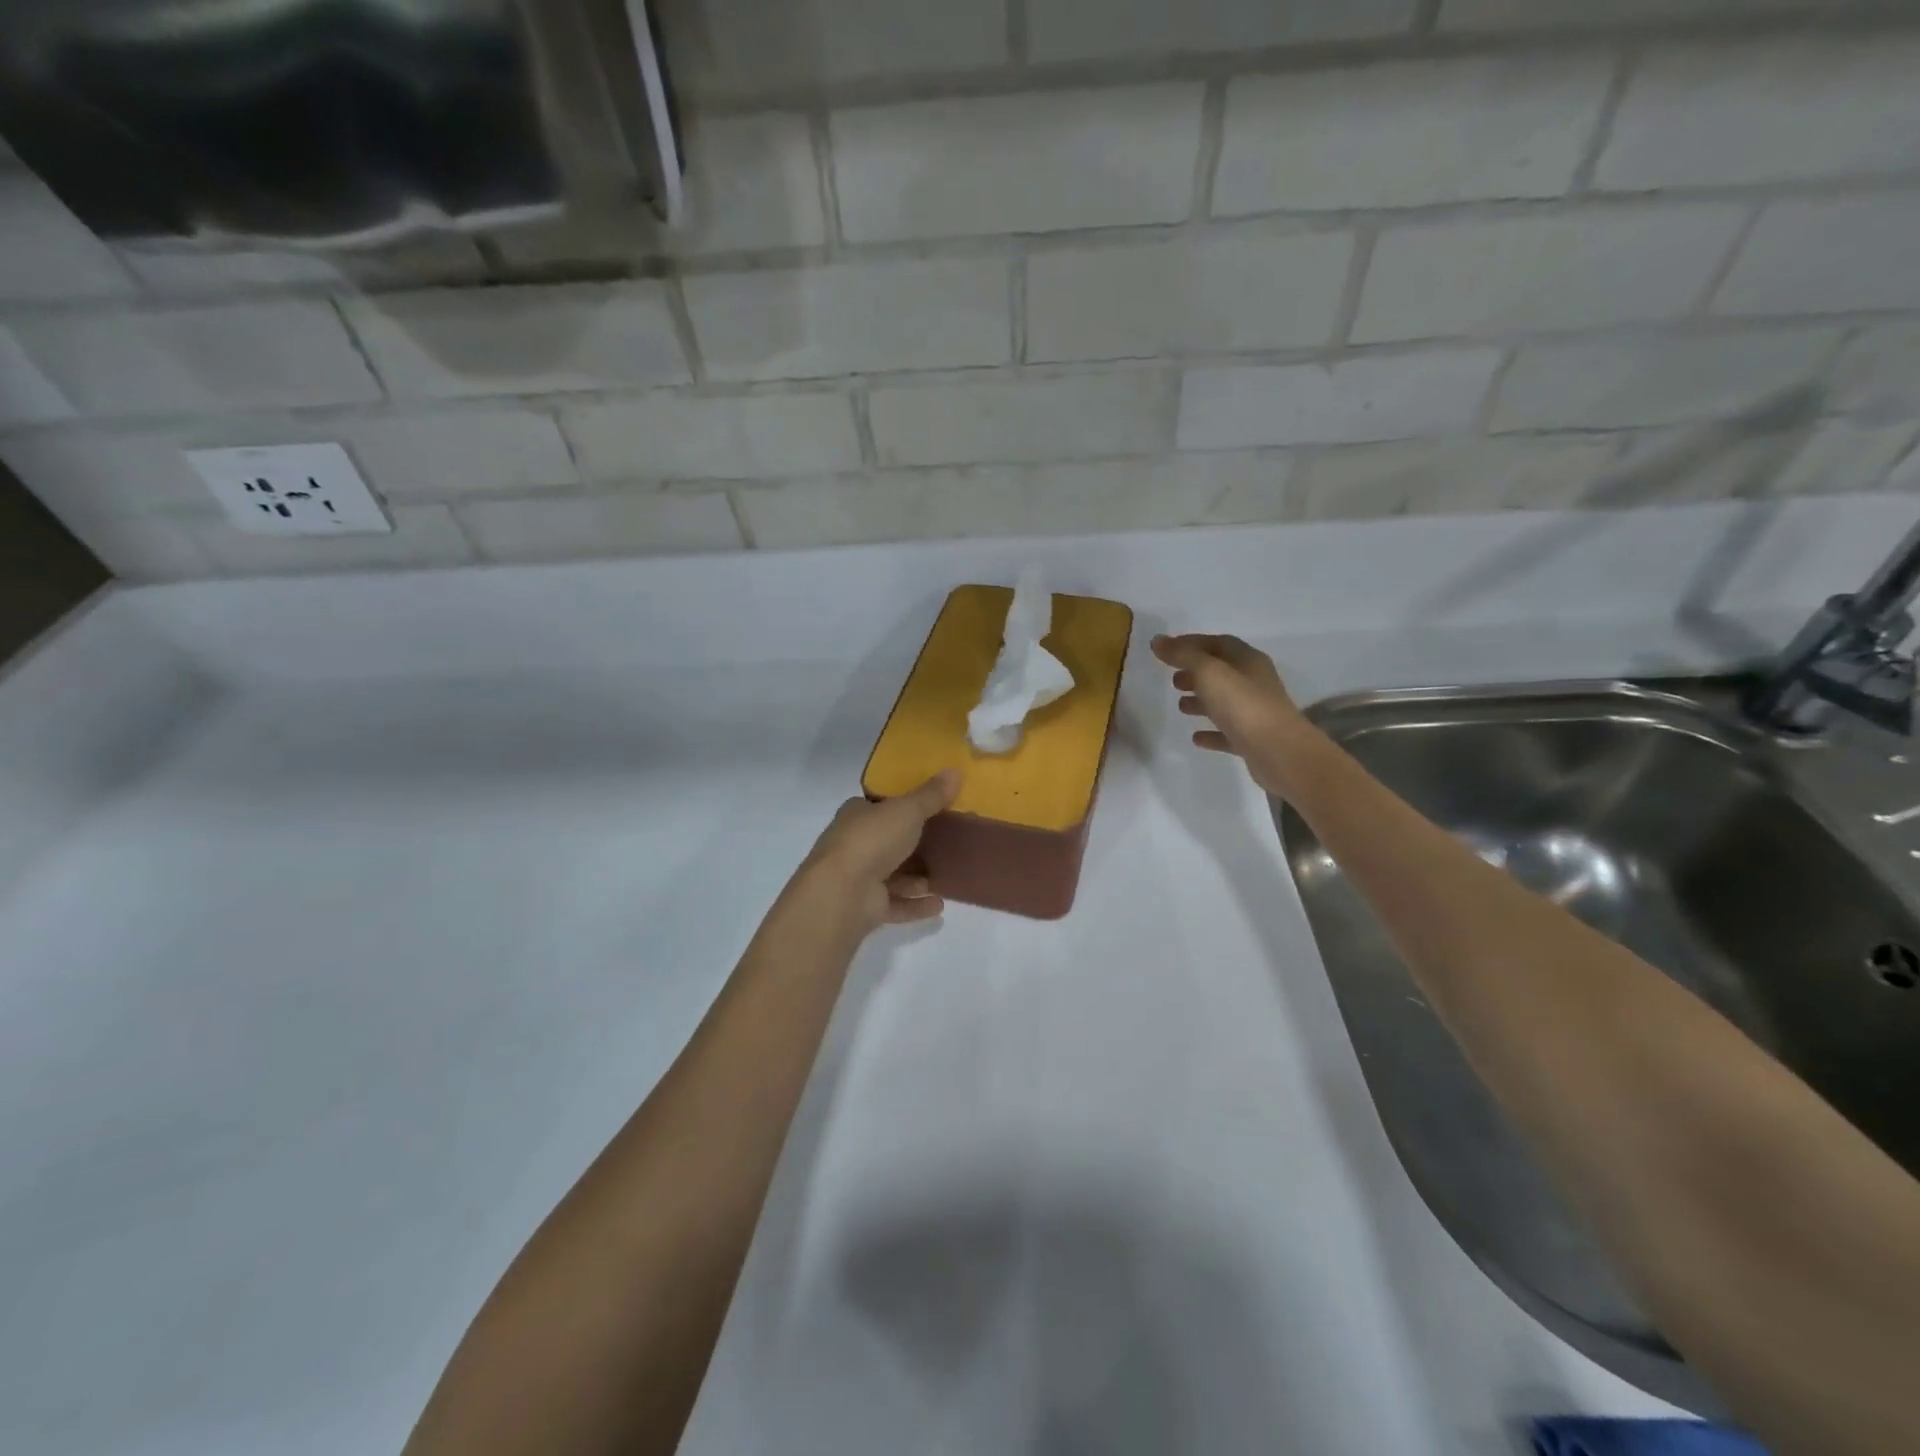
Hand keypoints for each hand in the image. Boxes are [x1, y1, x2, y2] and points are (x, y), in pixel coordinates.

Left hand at [797, 769, 960, 932]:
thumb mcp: (907, 810)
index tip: (930, 807)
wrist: (842, 892)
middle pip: (887, 842)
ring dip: (916, 878)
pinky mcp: (866, 908)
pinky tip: (939, 905)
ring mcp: (858, 878)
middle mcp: (854, 844)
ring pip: (892, 876)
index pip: (878, 806)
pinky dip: (916, 905)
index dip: (901, 806)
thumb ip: (932, 794)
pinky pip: (896, 904)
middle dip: (913, 845)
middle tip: (945, 843)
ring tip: (945, 875)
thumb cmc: (872, 840)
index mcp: (857, 815)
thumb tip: (955, 770)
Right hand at [1151, 633, 1312, 796]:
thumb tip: (1157, 640)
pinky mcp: (1253, 739)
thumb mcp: (1209, 673)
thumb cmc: (1243, 705)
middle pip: (1222, 672)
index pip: (1218, 643)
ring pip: (1224, 701)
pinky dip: (1211, 732)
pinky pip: (1227, 732)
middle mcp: (1254, 682)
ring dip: (1202, 701)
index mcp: (1248, 661)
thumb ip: (1183, 655)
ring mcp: (1255, 712)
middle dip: (1196, 673)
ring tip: (1180, 706)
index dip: (1192, 643)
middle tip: (1173, 680)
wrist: (1279, 752)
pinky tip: (1196, 738)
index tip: (1166, 649)